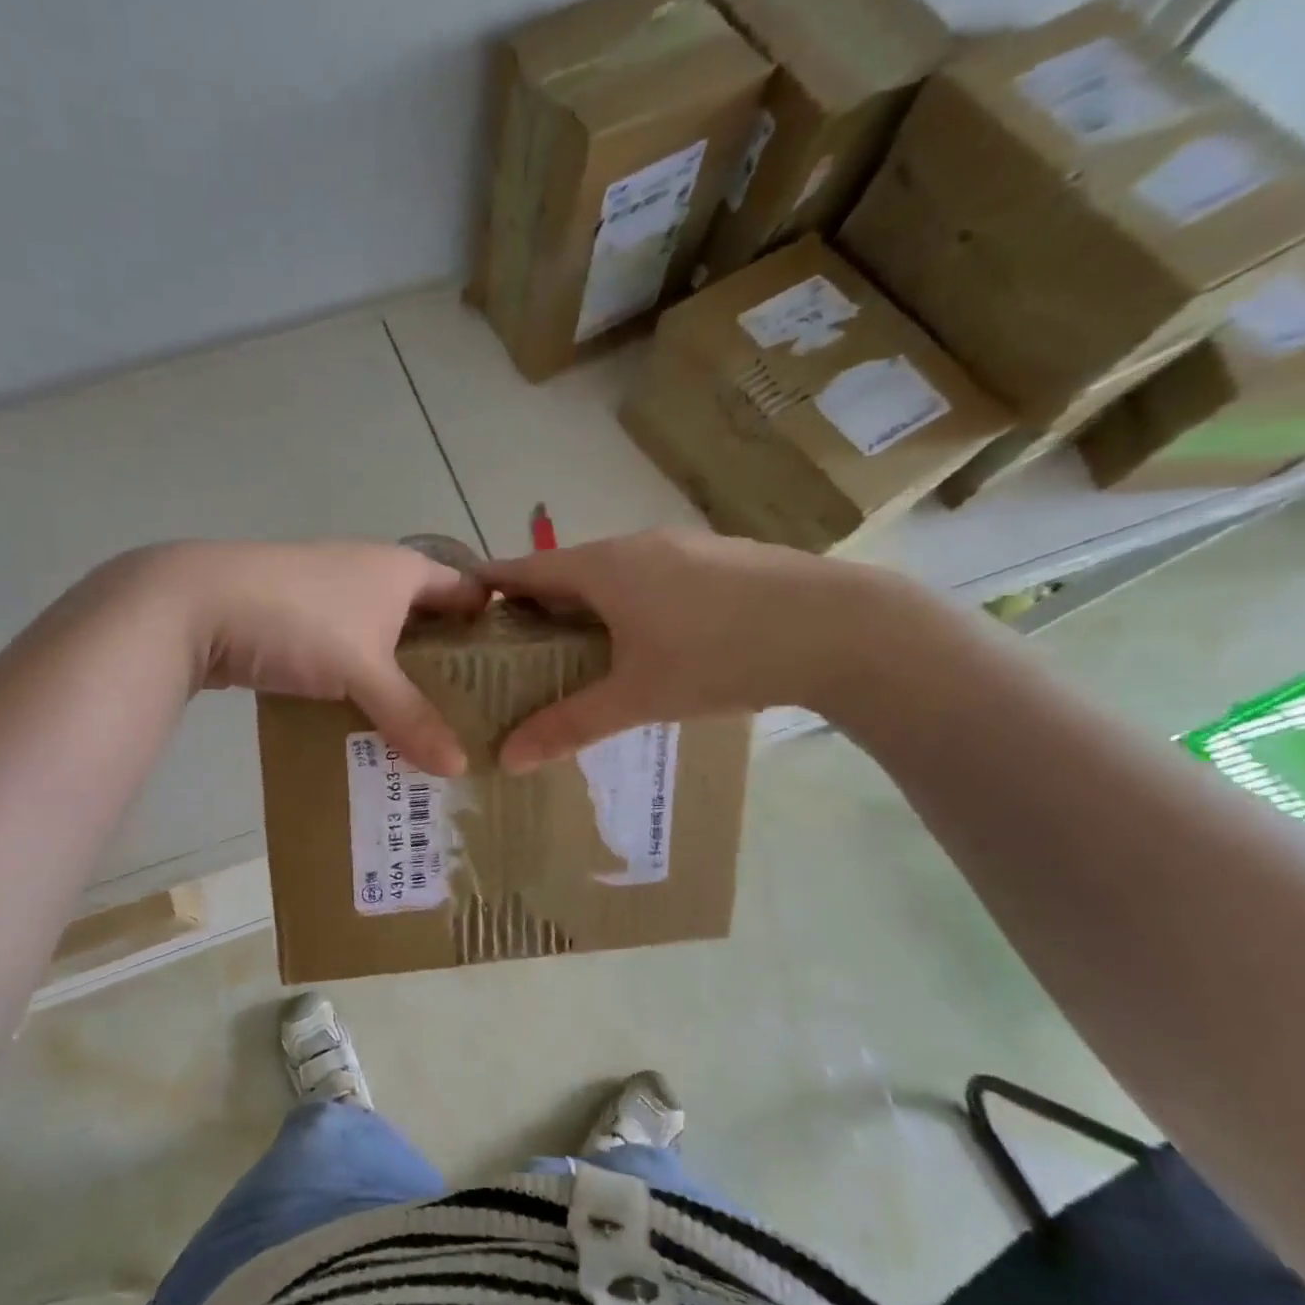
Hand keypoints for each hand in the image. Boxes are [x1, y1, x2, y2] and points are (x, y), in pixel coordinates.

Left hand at [151, 539, 488, 775]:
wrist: (197, 604)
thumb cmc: (300, 621)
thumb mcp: (363, 671)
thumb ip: (411, 717)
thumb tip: (460, 768)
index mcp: (402, 570)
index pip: (466, 591)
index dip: (491, 625)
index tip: (512, 672)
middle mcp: (372, 575)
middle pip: (425, 620)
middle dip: (447, 664)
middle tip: (474, 714)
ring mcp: (331, 597)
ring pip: (382, 641)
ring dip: (400, 679)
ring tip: (427, 727)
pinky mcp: (297, 623)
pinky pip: (345, 656)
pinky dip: (359, 684)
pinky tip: (367, 720)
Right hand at [480, 529, 905, 772]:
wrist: (841, 628)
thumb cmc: (719, 656)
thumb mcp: (636, 698)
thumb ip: (568, 726)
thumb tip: (506, 759)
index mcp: (604, 567)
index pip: (527, 569)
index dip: (491, 585)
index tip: (464, 608)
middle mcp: (637, 545)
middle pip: (568, 570)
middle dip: (538, 603)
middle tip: (516, 646)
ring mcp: (683, 547)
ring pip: (613, 572)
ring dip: (586, 603)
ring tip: (574, 647)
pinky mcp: (720, 558)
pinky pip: (651, 576)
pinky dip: (627, 602)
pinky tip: (643, 639)